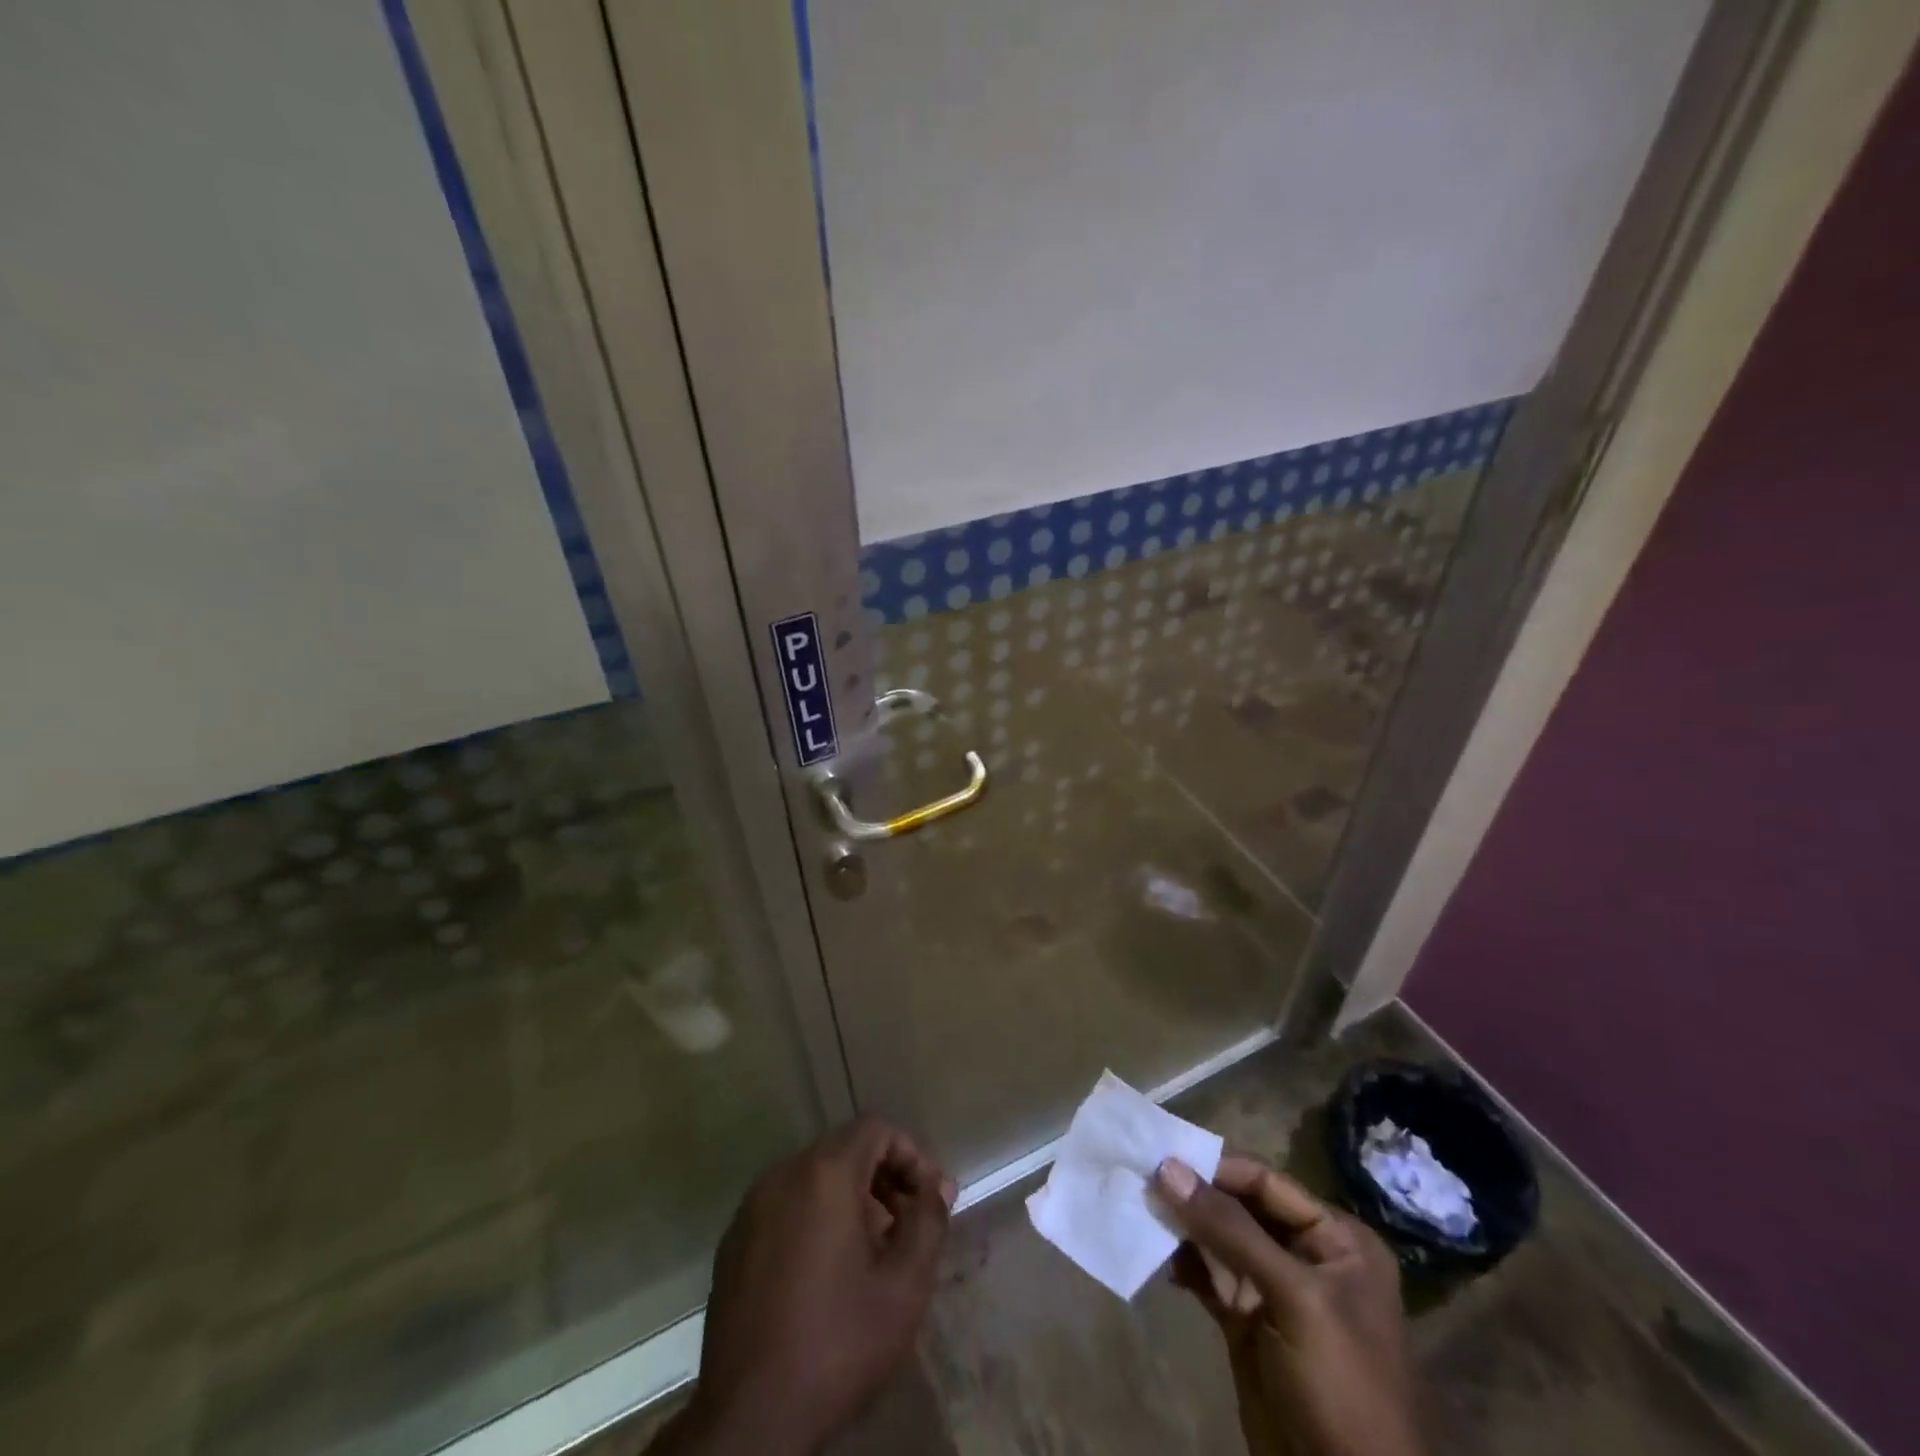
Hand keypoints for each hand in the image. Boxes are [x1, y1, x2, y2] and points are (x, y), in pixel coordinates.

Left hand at [659, 1117, 955, 1455]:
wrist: (748, 1421)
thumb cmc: (836, 1344)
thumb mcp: (904, 1286)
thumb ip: (929, 1221)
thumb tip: (938, 1185)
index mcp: (824, 1173)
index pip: (876, 1128)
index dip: (911, 1155)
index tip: (929, 1200)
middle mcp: (782, 1175)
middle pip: (844, 1148)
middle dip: (884, 1177)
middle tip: (906, 1227)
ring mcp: (751, 1207)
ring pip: (814, 1176)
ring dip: (850, 1198)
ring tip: (871, 1252)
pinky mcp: (733, 1242)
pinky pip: (785, 1205)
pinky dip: (815, 1217)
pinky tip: (826, 1272)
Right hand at [1157, 1154, 1424, 1455]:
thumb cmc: (1341, 1383)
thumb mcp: (1293, 1297)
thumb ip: (1230, 1229)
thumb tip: (1167, 1167)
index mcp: (1336, 1239)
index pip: (1266, 1182)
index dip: (1215, 1167)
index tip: (1162, 1155)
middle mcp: (1305, 1255)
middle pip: (1239, 1207)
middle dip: (1193, 1196)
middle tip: (1140, 1178)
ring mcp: (1274, 1290)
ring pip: (1218, 1240)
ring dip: (1181, 1227)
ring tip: (1139, 1210)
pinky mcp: (1247, 1322)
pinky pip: (1208, 1276)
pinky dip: (1182, 1264)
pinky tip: (1152, 1254)